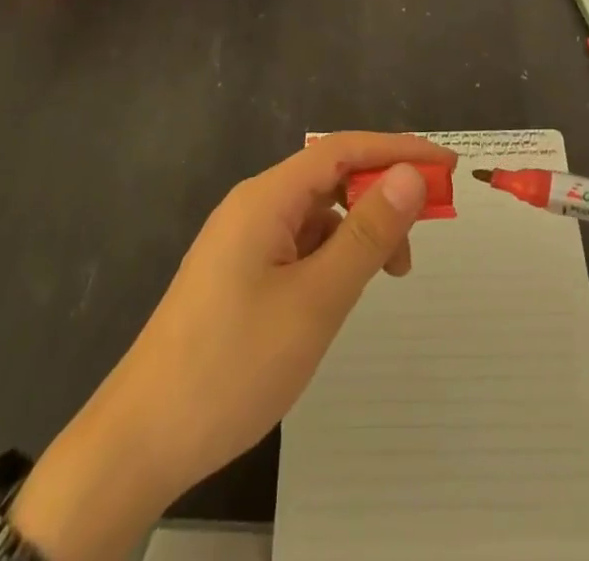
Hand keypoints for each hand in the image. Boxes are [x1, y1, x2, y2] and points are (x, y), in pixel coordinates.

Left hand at [11, 132, 453, 560]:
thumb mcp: (315, 300)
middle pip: (330, 177)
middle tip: (428, 228)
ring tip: (390, 272)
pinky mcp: (238, 273)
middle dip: (382, 191)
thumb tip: (411, 176)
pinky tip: (344, 288)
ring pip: (316, 213)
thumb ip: (367, 234)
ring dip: (359, 228)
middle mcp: (254, 205)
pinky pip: (298, 243)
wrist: (141, 440)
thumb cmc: (232, 365)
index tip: (447, 165)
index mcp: (267, 197)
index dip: (398, 149)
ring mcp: (243, 240)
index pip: (343, 149)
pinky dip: (333, 253)